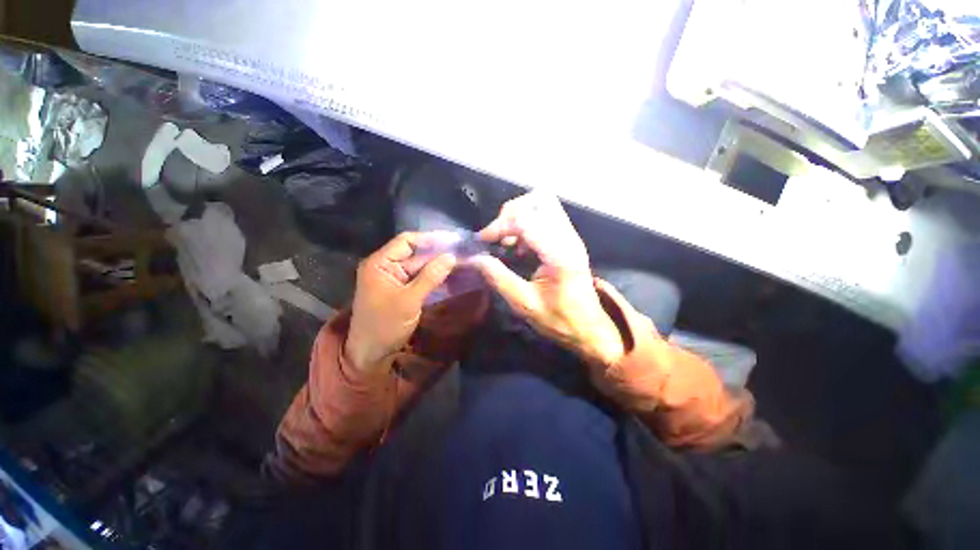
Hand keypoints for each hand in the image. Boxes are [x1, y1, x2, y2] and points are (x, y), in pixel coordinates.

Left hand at [345, 232, 457, 372]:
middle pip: (416, 253)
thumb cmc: (384, 326)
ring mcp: (396, 278)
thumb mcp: (408, 300)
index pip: (407, 241)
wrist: (371, 353)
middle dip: (438, 253)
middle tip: (463, 251)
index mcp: (380, 263)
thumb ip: (430, 277)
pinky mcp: (403, 289)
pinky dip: (435, 276)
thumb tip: (451, 256)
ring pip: (421, 266)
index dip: (430, 239)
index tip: (453, 240)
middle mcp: (387, 266)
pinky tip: (452, 274)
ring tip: (462, 260)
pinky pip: (421, 278)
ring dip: (439, 264)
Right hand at [470, 192, 623, 364]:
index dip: (500, 226)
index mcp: (559, 254)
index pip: (526, 221)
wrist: (589, 328)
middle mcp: (568, 238)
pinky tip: (519, 246)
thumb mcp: (524, 304)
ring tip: (507, 241)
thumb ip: (499, 278)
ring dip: (519, 216)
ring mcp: (570, 237)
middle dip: (511, 213)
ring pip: (543, 204)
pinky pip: (546, 216)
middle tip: (498, 236)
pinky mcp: (568, 240)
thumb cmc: (559, 320)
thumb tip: (475, 259)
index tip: (482, 240)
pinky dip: (527, 223)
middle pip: (539, 200)